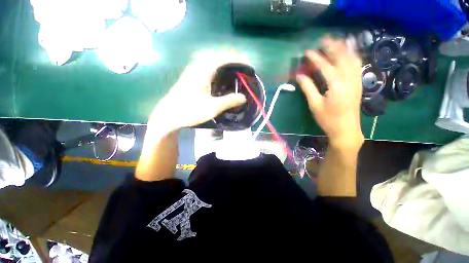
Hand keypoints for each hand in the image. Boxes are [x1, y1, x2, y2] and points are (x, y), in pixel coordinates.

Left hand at [148, 55, 246, 132]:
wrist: (168, 115)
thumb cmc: (190, 111)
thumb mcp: (212, 107)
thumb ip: (229, 101)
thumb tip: (243, 97)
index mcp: (203, 70)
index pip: (224, 57)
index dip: (238, 60)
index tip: (248, 68)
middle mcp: (198, 66)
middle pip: (218, 56)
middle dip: (233, 60)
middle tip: (243, 70)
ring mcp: (193, 71)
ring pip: (212, 61)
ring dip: (224, 64)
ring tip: (235, 72)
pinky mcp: (191, 77)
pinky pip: (207, 67)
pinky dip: (217, 69)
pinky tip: (221, 78)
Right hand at [296, 37, 363, 148]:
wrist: (346, 129)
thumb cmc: (328, 119)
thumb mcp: (314, 105)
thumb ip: (308, 88)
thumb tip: (299, 76)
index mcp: (336, 86)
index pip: (325, 66)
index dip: (315, 58)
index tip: (307, 51)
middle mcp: (349, 79)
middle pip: (341, 57)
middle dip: (332, 47)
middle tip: (323, 39)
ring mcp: (356, 81)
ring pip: (352, 59)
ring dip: (344, 48)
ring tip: (337, 41)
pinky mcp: (358, 83)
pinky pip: (357, 65)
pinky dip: (353, 55)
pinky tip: (349, 52)